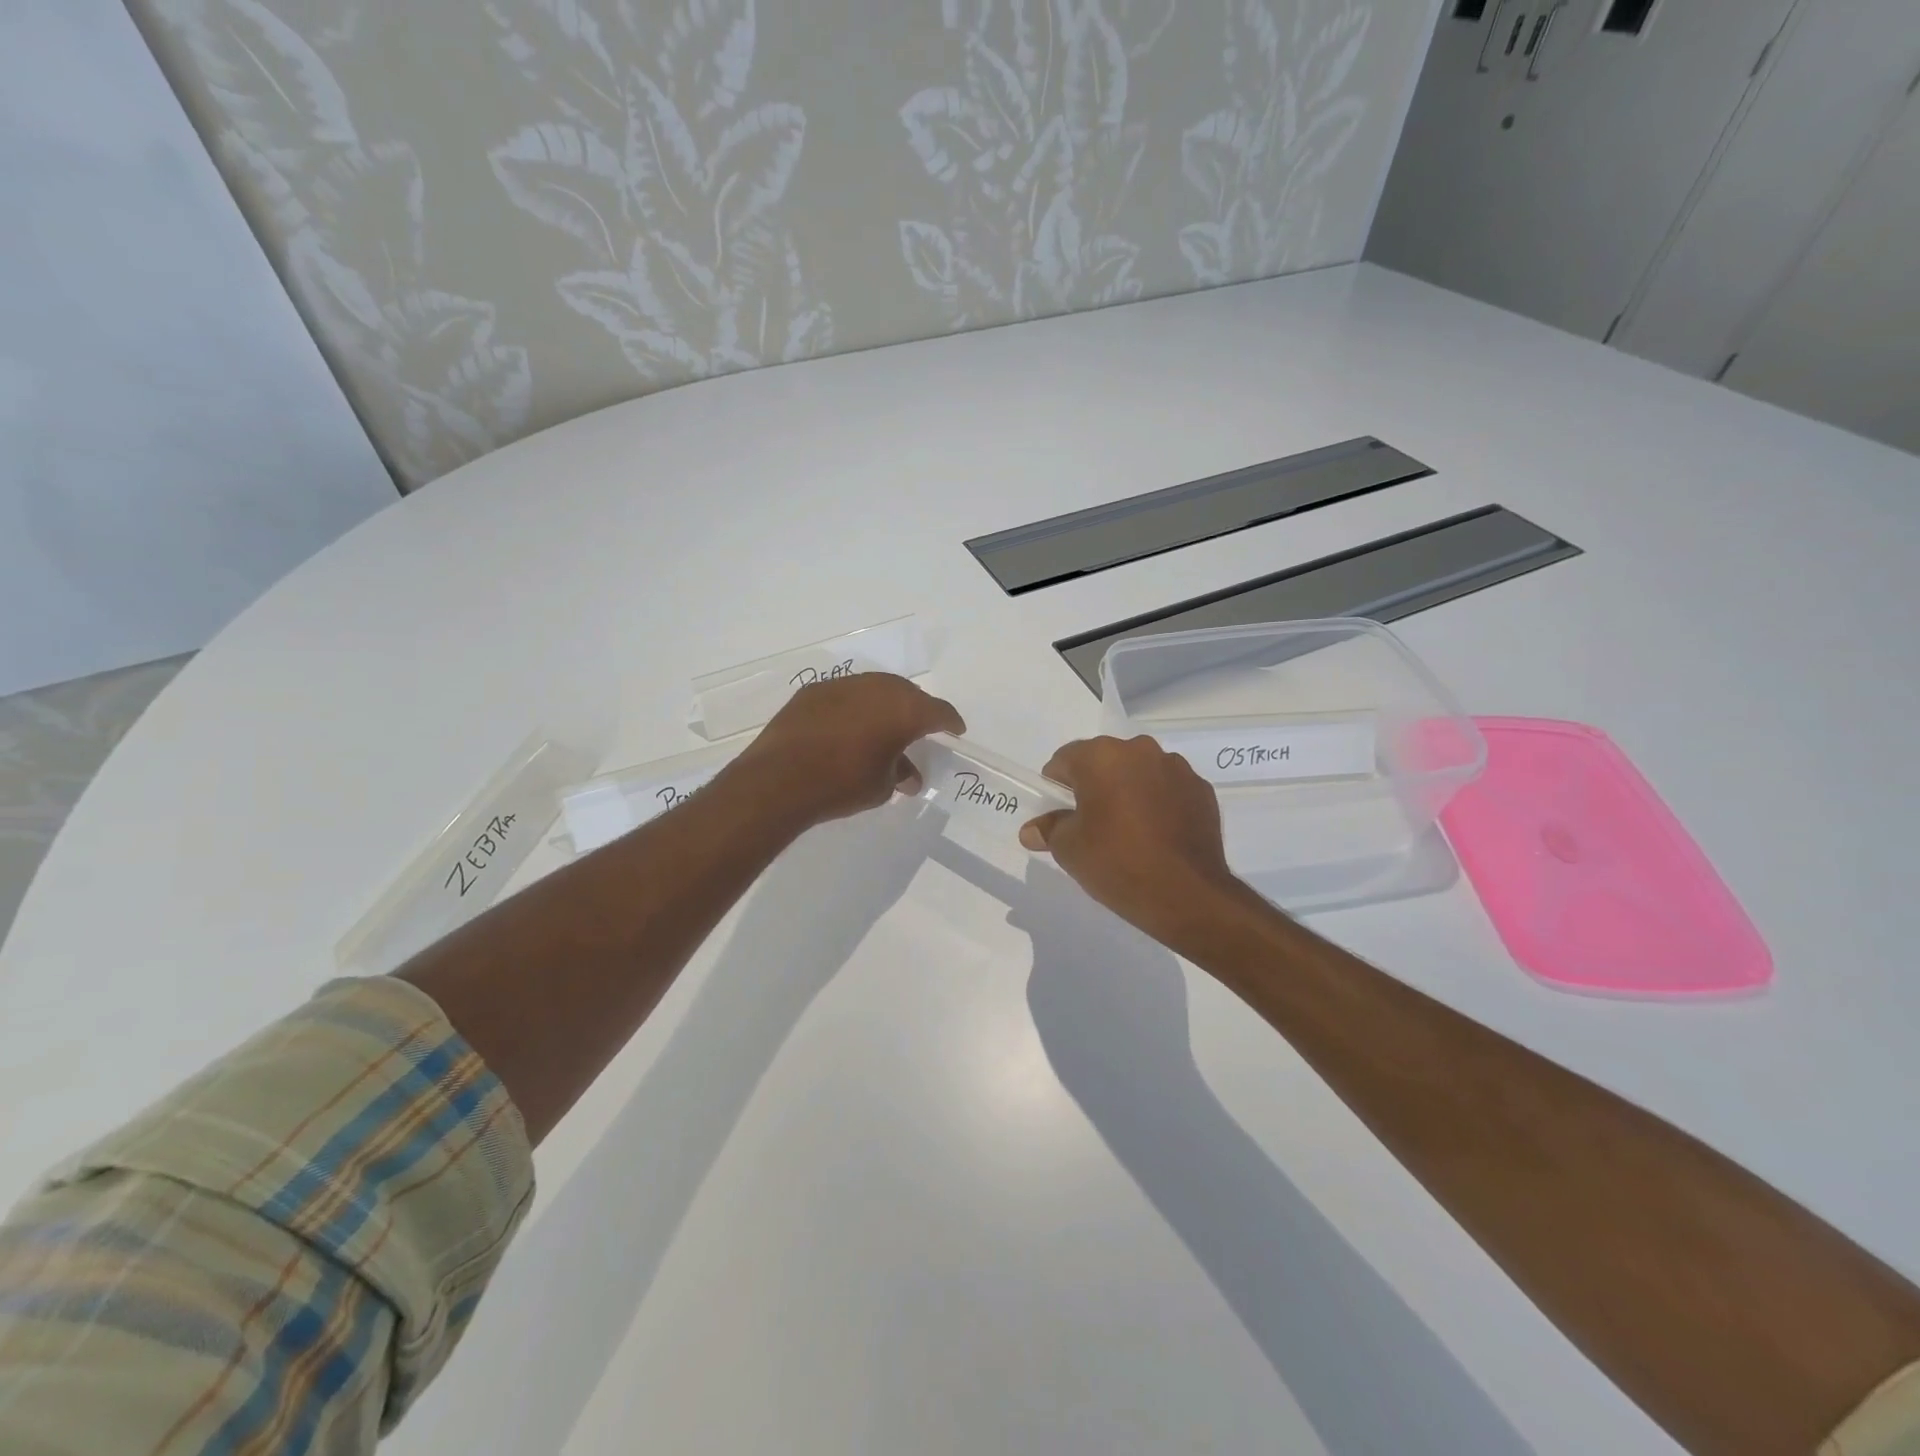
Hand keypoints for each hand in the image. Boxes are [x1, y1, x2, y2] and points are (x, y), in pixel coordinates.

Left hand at [731, 673, 964, 828]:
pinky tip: (847, 726)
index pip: (938, 712)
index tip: (955, 731)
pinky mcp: (814, 690)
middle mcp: (878, 688)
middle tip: (919, 728)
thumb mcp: (882, 786)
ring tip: (883, 726)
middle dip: (917, 710)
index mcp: (905, 710)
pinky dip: (854, 707)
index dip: (950, 722)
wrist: (780, 779)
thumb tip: (908, 776)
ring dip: (884, 705)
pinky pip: (846, 694)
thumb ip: (900, 774)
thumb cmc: (843, 784)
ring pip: (875, 689)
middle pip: (908, 694)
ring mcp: (844, 685)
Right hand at [1021, 736, 1241, 941]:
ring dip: (1129, 791)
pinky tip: (1157, 836)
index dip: (1055, 787)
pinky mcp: (1201, 789)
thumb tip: (1032, 830)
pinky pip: (1168, 789)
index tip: (1059, 815)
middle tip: (1091, 825)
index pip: (1064, 760)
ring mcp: (1175, 768)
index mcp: (1101, 757)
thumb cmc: (1117, 862)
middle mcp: (1140, 750)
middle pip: (1104, 762)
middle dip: (1094, 786)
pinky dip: (1158, 803)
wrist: (1187, 894)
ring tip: (1128, 832)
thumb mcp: (1068, 849)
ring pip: (1138, 773)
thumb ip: (1048, 830)